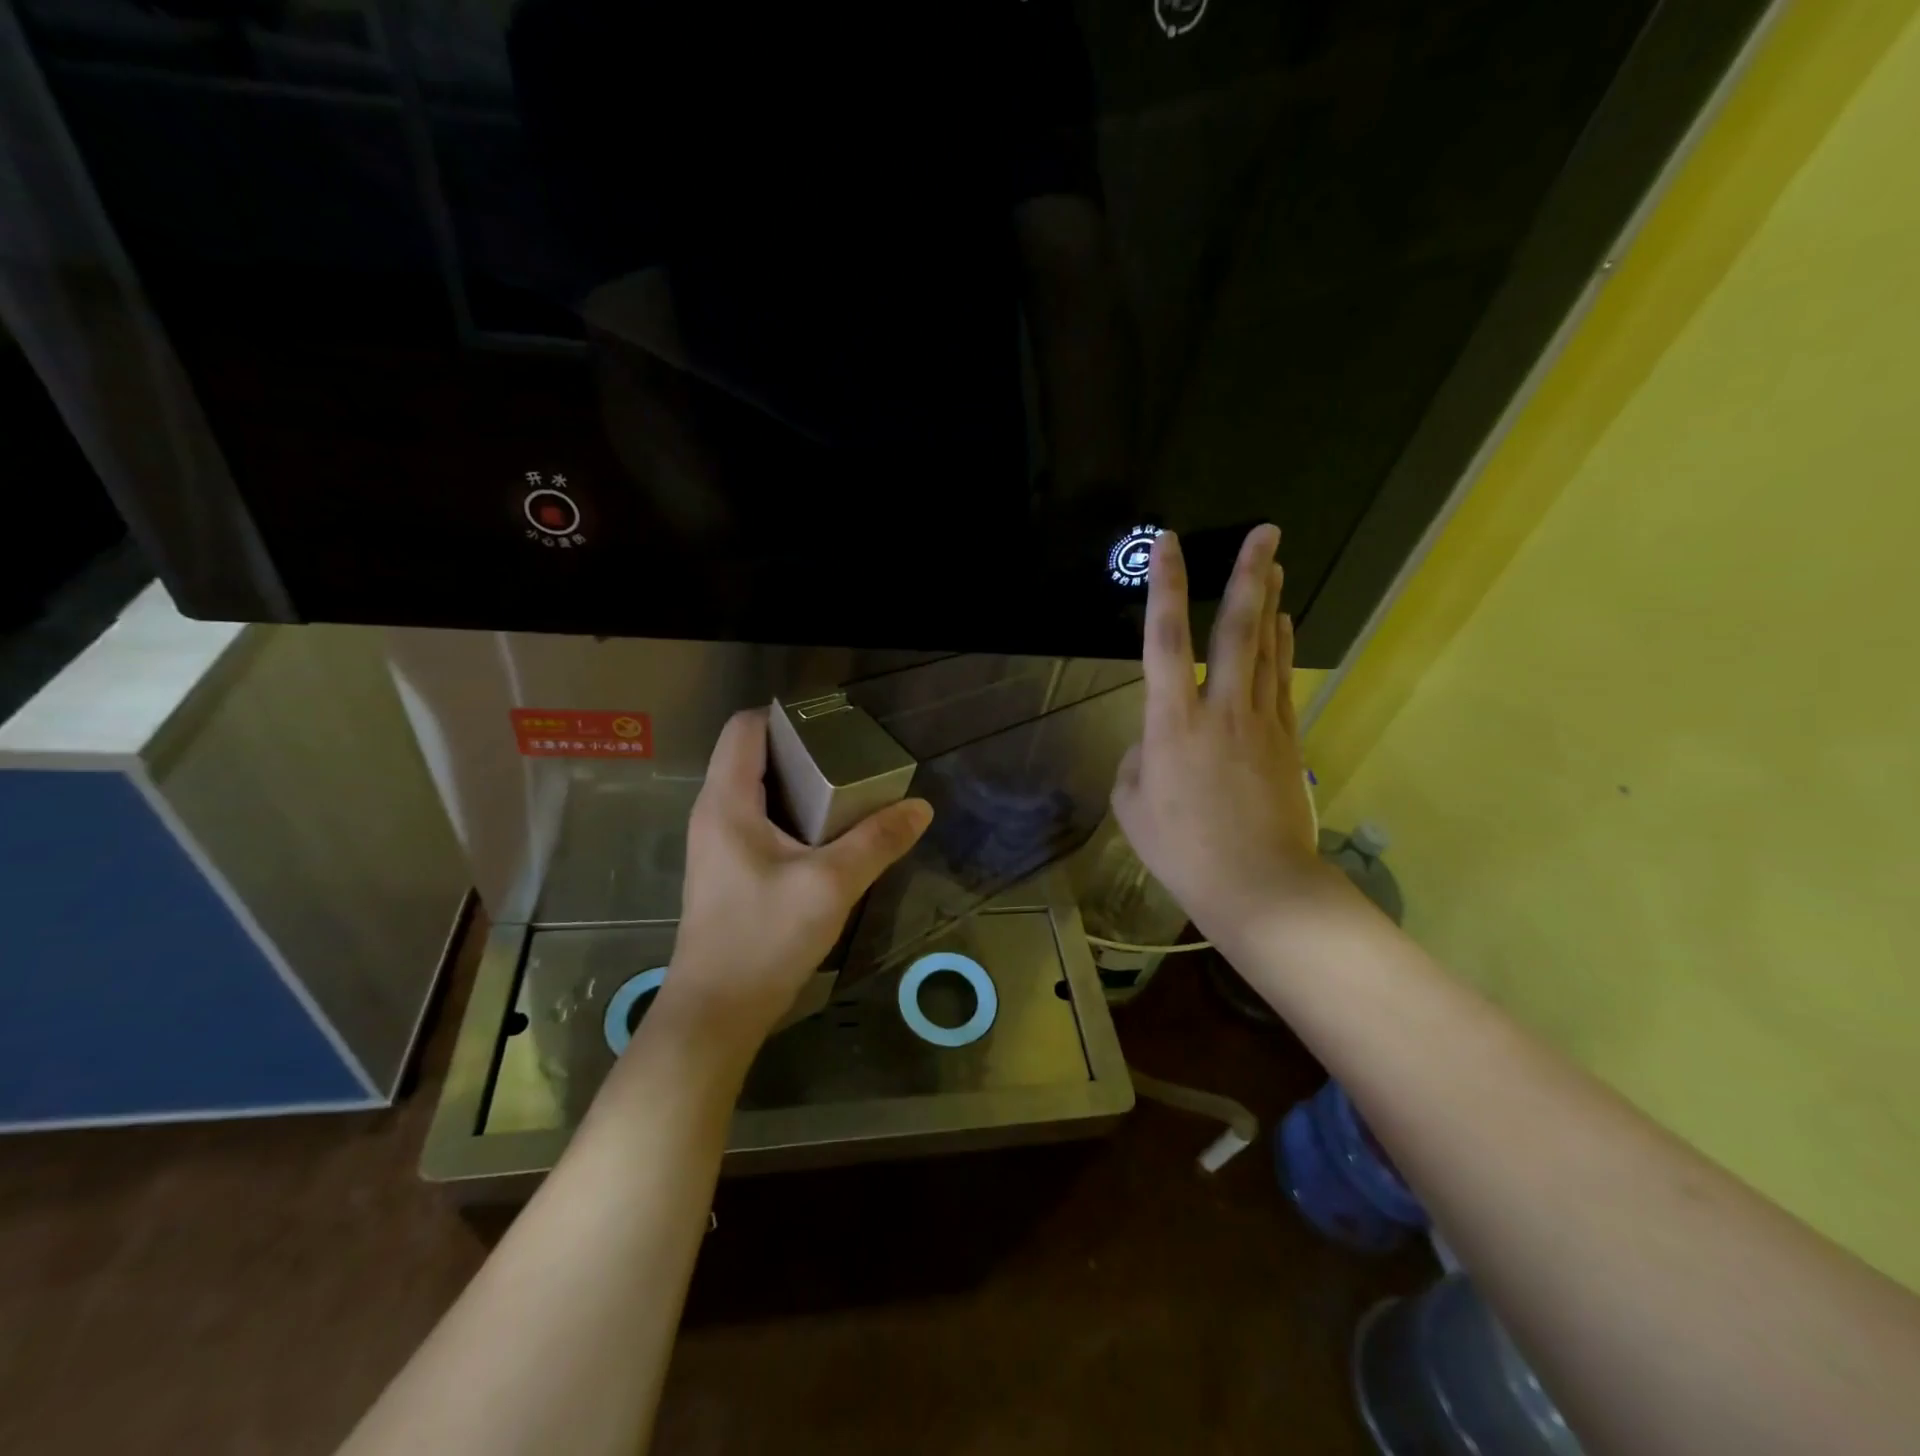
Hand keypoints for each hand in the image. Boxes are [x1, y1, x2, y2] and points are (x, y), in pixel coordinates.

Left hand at [657, 709, 933, 1054]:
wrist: (717, 1013)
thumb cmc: (763, 938)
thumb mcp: (831, 885)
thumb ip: (877, 842)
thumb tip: (919, 807)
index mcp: (727, 802)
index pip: (745, 728)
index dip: (786, 716)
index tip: (834, 727)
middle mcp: (714, 813)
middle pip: (754, 755)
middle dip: (804, 750)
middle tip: (854, 759)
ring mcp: (718, 843)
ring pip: (759, 790)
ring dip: (801, 784)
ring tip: (850, 790)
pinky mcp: (728, 870)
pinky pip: (761, 821)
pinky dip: (794, 814)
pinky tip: (830, 835)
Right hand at [1110, 525, 1326, 948]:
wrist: (1258, 884)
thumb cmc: (1182, 849)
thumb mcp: (1131, 805)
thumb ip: (1137, 761)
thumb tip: (1153, 743)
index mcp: (1171, 722)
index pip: (1164, 640)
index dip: (1164, 588)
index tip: (1167, 545)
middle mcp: (1219, 708)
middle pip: (1236, 629)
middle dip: (1248, 575)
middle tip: (1265, 532)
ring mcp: (1260, 721)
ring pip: (1266, 648)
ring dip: (1269, 601)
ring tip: (1275, 563)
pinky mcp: (1286, 739)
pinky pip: (1281, 680)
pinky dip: (1281, 647)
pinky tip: (1283, 627)